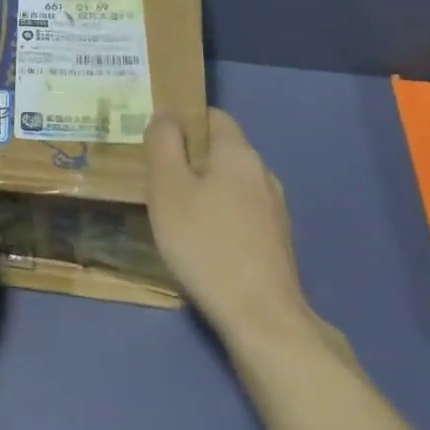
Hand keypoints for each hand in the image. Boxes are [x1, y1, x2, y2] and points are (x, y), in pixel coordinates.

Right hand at [145, 108, 313, 349]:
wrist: (260, 316)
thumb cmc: (205, 243)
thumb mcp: (168, 188)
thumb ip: (163, 144)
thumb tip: (166, 113)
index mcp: (239, 154)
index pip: (213, 116)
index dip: (183, 120)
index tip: (153, 141)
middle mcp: (263, 174)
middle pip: (221, 151)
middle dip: (188, 158)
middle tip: (153, 179)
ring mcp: (274, 209)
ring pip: (230, 184)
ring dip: (202, 189)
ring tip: (171, 211)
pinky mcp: (276, 241)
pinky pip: (240, 212)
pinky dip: (217, 215)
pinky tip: (199, 240)